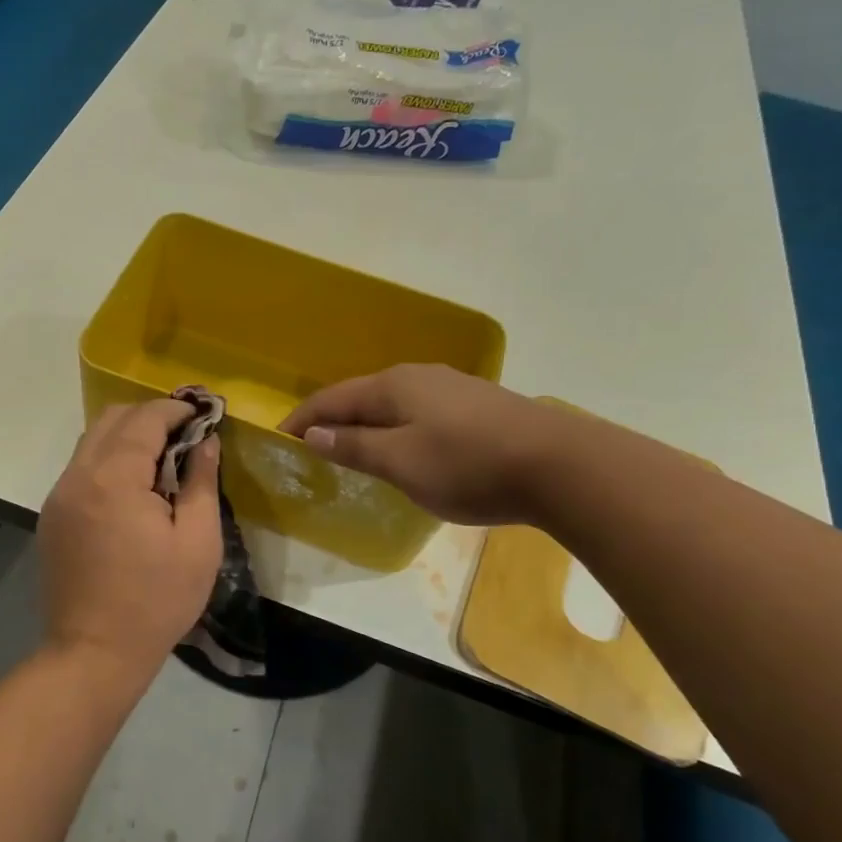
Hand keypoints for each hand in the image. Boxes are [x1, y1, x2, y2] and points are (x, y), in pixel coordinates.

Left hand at [39, 399, 222, 670]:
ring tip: (161, 461)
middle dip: (150, 417)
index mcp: (114, 479)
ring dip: (127, 437)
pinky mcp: (51, 515)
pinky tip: (132, 489)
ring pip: (92, 441)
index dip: (176, 409)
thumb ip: (202, 482)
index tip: (203, 414)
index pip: (144, 419)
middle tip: (185, 435)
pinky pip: (81, 468)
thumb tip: (206, 442)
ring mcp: (58, 495)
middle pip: (112, 419)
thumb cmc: (156, 602)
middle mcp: (78, 476)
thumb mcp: (198, 544)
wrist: (93, 653)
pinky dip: (108, 460)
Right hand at [279, 364, 554, 525]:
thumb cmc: (468, 464)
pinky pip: (419, 412)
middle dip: (333, 418)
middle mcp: (419, 377)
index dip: (304, 418)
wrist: (561, 464)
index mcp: (393, 386)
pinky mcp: (477, 405)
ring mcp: (452, 388)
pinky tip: (406, 446)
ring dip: (366, 423)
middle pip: (362, 396)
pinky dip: (397, 428)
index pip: (333, 398)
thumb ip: (355, 447)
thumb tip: (315, 433)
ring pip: (393, 403)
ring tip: (353, 447)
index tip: (281, 437)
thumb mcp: (401, 462)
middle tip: (312, 445)